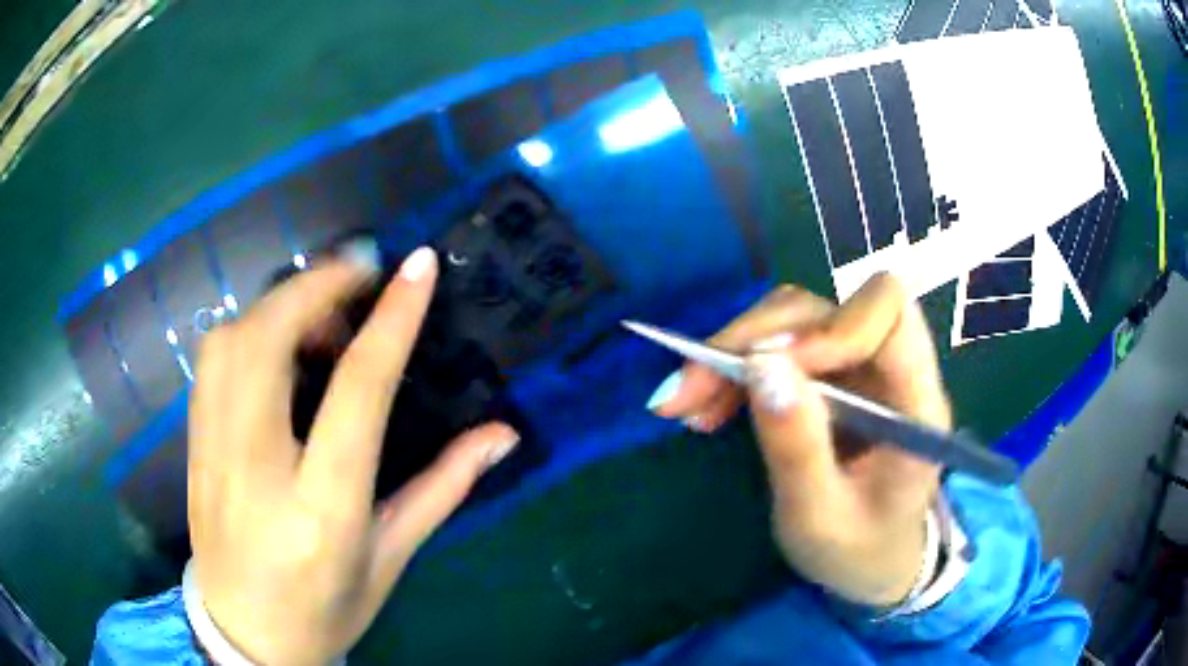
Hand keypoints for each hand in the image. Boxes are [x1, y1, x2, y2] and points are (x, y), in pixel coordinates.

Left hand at [187, 247, 518, 664]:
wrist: (245, 636)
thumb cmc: (325, 608)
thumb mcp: (390, 558)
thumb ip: (443, 488)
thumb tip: (502, 434)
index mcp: (321, 509)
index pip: (357, 392)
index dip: (392, 321)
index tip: (418, 266)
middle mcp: (256, 469)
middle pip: (270, 341)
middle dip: (318, 287)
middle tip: (362, 274)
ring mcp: (213, 453)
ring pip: (231, 340)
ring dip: (279, 305)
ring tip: (319, 314)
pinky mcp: (194, 446)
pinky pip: (211, 361)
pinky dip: (247, 330)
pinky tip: (275, 345)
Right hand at [649, 274, 950, 605]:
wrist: (873, 560)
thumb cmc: (858, 550)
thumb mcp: (820, 519)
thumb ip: (798, 448)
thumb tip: (759, 364)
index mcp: (915, 404)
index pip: (891, 314)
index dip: (829, 325)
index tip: (766, 369)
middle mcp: (890, 370)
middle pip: (826, 309)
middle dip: (751, 340)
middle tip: (687, 392)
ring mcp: (860, 368)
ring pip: (795, 320)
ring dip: (734, 352)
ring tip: (684, 404)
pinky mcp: (832, 376)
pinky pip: (779, 347)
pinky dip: (735, 368)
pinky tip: (706, 405)